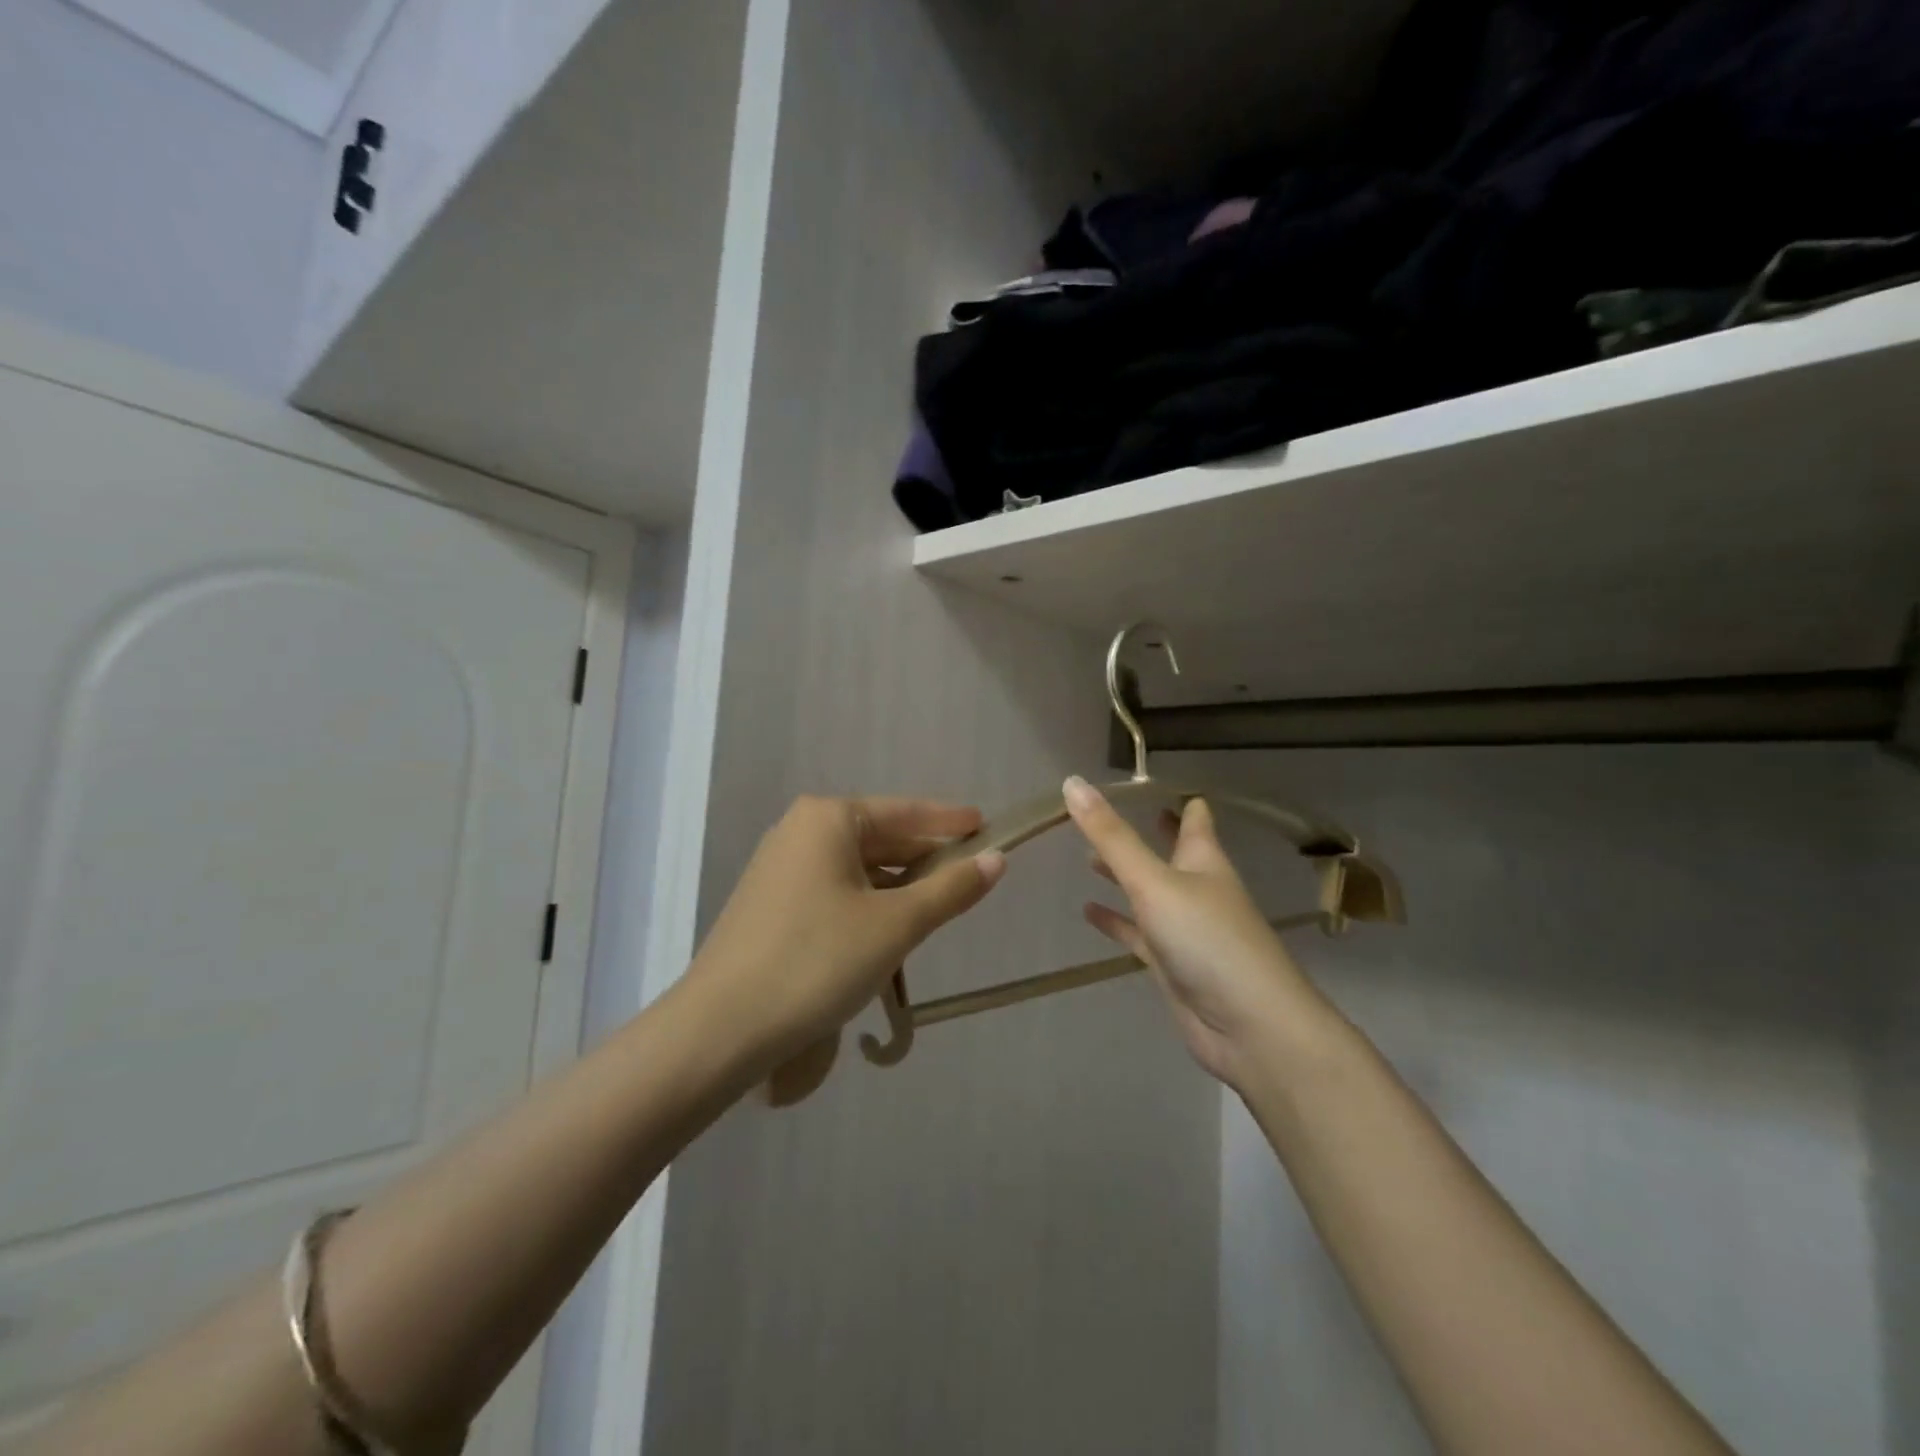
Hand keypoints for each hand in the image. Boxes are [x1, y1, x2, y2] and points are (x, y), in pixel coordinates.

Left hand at [683, 796, 1006, 1072]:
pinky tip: (886, 928)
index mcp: (827, 819)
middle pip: (879, 836)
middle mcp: (798, 831)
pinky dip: (866, 901)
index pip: (904, 811)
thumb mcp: (896, 925)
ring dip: (897, 884)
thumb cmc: (818, 960)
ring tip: (936, 904)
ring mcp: (778, 867)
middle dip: (923, 855)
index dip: (948, 820)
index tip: (985, 825)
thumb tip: (996, 860)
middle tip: (969, 871)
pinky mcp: (769, 904)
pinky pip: (832, 889)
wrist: (722, 1028)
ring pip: (855, 866)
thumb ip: (950, 890)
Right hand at [1063, 775, 1321, 1086]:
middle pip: (1172, 851)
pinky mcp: (1172, 962)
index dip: (1175, 797)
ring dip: (1124, 875)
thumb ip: (1111, 837)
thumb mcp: (1154, 881)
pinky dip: (1116, 921)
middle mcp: (1197, 888)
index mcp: (1203, 860)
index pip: (1194, 817)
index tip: (1144, 779)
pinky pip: (1138, 933)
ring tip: (1086, 857)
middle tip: (1110, 811)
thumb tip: (1072, 782)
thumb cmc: (1207, 939)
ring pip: (1150, 891)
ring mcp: (1185, 928)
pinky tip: (1088, 911)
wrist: (1249, 1026)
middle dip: (1148, 832)